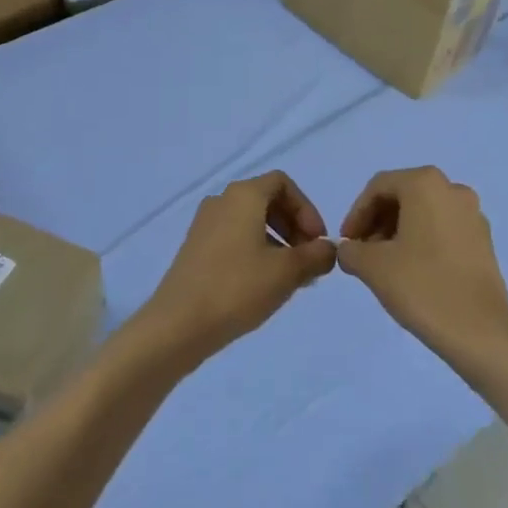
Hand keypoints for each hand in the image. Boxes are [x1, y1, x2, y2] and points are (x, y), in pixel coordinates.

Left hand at [133, 171, 334, 368]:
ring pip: (251, 221)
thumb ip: (316, 256)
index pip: (283, 183)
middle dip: (294, 226)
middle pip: (267, 200)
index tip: (318, 241)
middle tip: (309, 259)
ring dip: (277, 242)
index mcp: (243, 195)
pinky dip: (256, 251)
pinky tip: (264, 284)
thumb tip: (328, 249)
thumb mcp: (287, 272)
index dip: (307, 209)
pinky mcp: (196, 248)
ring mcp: (205, 224)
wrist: (178, 323)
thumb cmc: (237, 288)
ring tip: (291, 277)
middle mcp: (222, 200)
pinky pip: (234, 237)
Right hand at [336, 167, 507, 364]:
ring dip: (398, 232)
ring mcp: (473, 214)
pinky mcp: (484, 239)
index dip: (356, 214)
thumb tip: (348, 250)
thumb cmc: (422, 287)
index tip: (346, 243)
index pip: (378, 187)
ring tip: (385, 264)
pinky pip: (443, 228)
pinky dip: (422, 240)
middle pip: (403, 196)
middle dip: (377, 221)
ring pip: (424, 212)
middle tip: (362, 252)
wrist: (480, 331)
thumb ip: (350, 250)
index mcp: (425, 184)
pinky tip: (412, 271)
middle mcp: (452, 189)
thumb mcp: (373, 267)